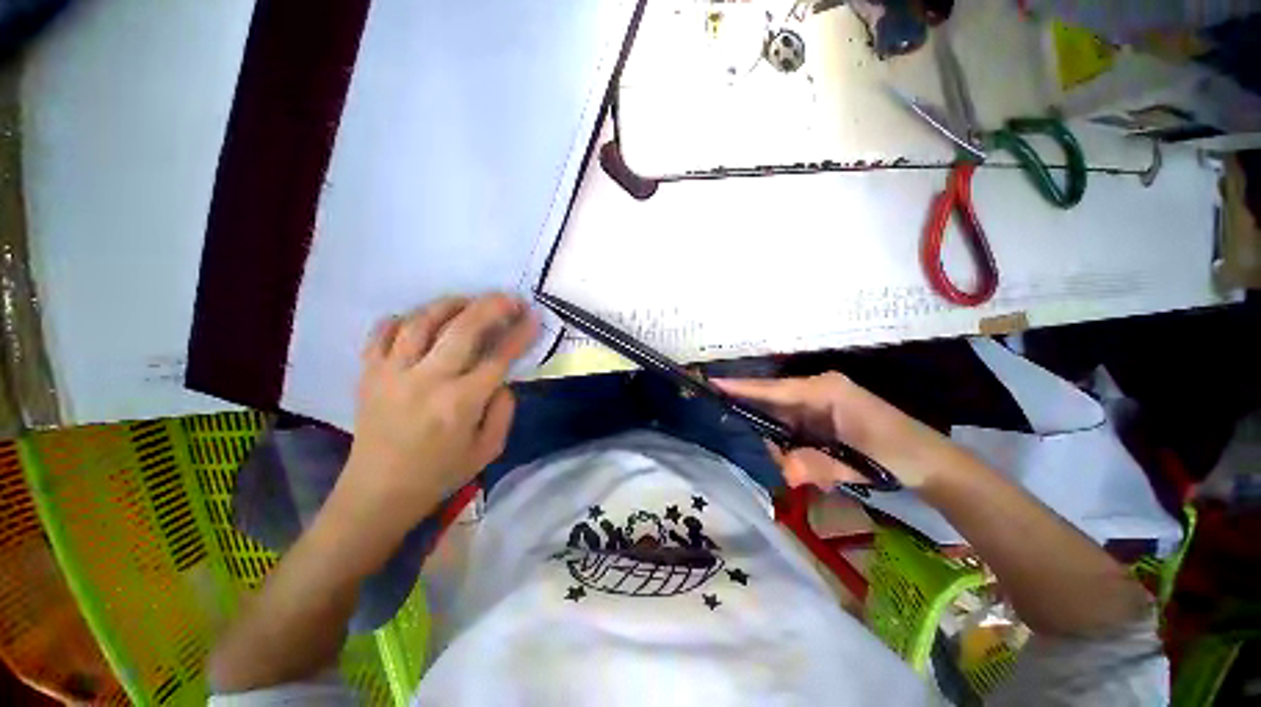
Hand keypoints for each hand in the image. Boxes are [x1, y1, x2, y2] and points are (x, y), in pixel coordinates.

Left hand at [334, 294, 537, 540]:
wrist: (379, 492)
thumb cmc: (440, 473)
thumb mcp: (489, 450)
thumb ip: (504, 410)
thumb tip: (502, 378)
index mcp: (461, 403)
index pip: (498, 357)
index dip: (520, 334)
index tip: (534, 317)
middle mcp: (427, 381)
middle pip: (463, 329)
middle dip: (492, 307)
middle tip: (509, 298)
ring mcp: (392, 374)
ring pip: (421, 322)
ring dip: (450, 304)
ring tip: (467, 301)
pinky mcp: (369, 374)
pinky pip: (381, 334)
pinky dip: (400, 319)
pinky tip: (417, 319)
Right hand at [716, 373, 951, 488]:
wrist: (930, 464)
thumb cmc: (897, 453)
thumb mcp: (856, 460)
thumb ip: (816, 463)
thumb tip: (785, 471)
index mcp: (824, 390)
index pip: (773, 389)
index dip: (741, 388)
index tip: (713, 385)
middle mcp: (817, 392)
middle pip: (774, 412)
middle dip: (779, 444)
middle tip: (799, 471)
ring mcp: (819, 405)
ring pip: (784, 427)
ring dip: (796, 455)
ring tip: (826, 476)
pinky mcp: (821, 419)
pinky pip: (796, 435)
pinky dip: (804, 457)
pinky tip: (829, 471)